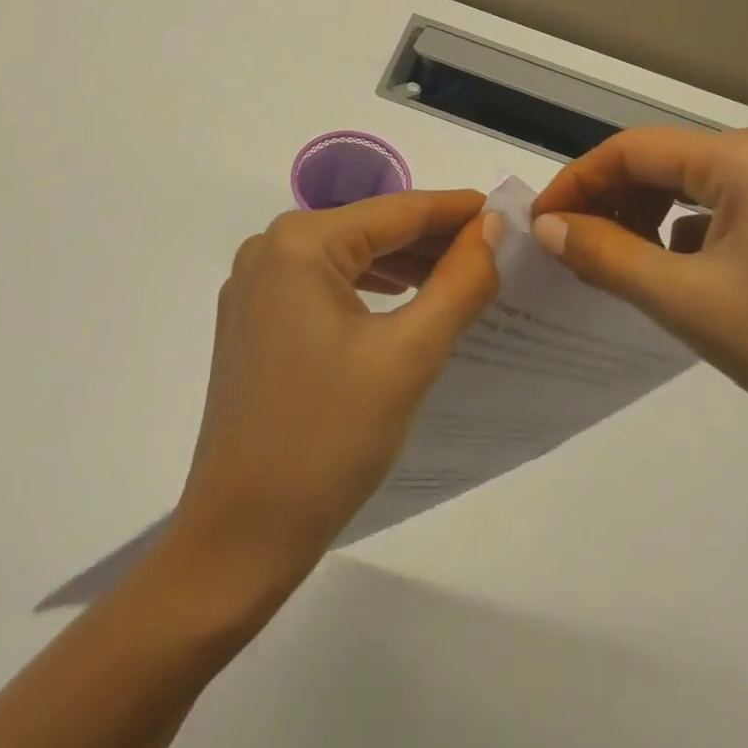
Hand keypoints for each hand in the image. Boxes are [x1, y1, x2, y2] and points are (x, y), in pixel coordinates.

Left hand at [164, 190, 500, 604]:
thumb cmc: (328, 440)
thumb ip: (460, 281)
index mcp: (301, 243)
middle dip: (433, 238)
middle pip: (371, 229)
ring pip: (349, 257)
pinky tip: (406, 299)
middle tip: (496, 248)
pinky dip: (370, 288)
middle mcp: (270, 248)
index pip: (398, 210)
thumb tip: (490, 225)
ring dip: (405, 264)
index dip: (457, 209)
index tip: (508, 210)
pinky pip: (324, 285)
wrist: (239, 538)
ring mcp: (255, 285)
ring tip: (463, 273)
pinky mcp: (254, 320)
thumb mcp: (410, 355)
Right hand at [529, 127, 747, 465]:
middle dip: (606, 200)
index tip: (540, 222)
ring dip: (637, 218)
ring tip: (608, 261)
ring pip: (682, 189)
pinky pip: (709, 213)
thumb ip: (606, 255)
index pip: (632, 150)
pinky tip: (660, 272)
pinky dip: (673, 235)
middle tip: (566, 245)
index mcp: (740, 158)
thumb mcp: (684, 300)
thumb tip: (545, 226)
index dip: (578, 181)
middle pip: (657, 164)